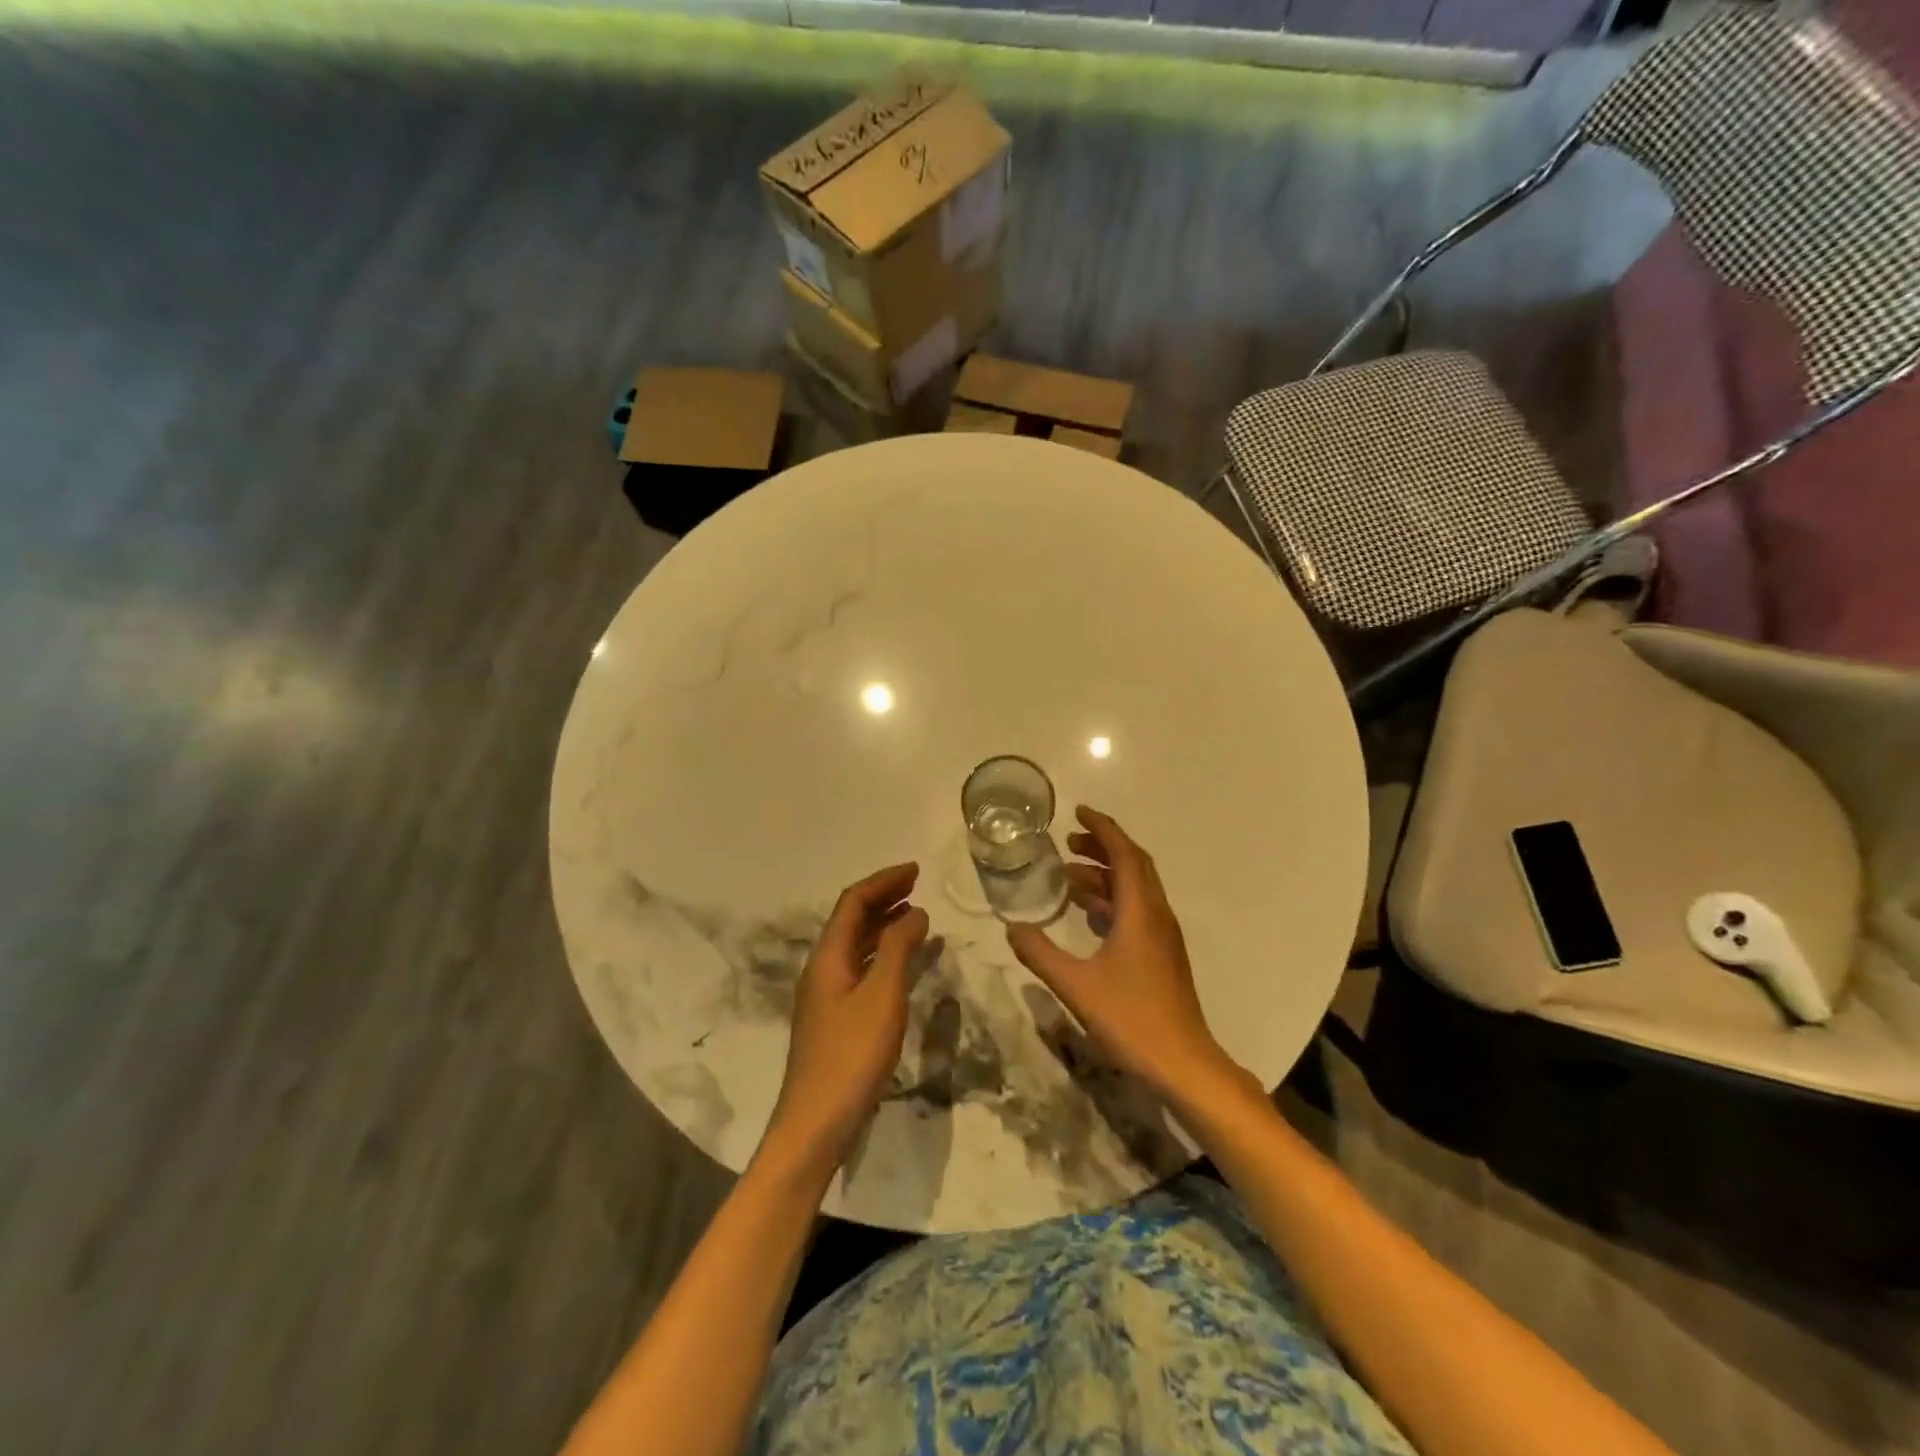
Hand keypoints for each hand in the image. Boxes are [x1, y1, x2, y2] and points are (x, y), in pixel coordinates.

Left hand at [764, 862, 929, 1171]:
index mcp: (828, 956)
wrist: (816, 1123)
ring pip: (856, 944)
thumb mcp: (883, 996)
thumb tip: (915, 911)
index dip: (883, 881)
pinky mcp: (835, 1017)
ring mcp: (826, 994)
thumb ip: (899, 949)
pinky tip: (903, 962)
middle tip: (917, 885)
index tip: (915, 870)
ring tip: (915, 915)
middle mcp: (822, 968)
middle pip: (852, 919)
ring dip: (884, 924)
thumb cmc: (852, 1055)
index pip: (853, 902)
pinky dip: (883, 953)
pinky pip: (861, 967)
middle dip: (883, 897)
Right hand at [1006, 807, 1237, 1099]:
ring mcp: (1163, 935)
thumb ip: (1040, 954)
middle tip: (1068, 842)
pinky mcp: (1162, 954)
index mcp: (1141, 912)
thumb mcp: (1076, 986)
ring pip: (1136, 889)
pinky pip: (1136, 910)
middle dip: (1102, 847)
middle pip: (1134, 865)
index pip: (1124, 854)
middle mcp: (1156, 914)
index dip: (1102, 828)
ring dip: (1105, 875)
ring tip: (1068, 876)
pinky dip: (1112, 900)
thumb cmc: (1131, 1019)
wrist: (1183, 1063)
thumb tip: (1011, 928)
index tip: (1078, 812)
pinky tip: (1088, 914)